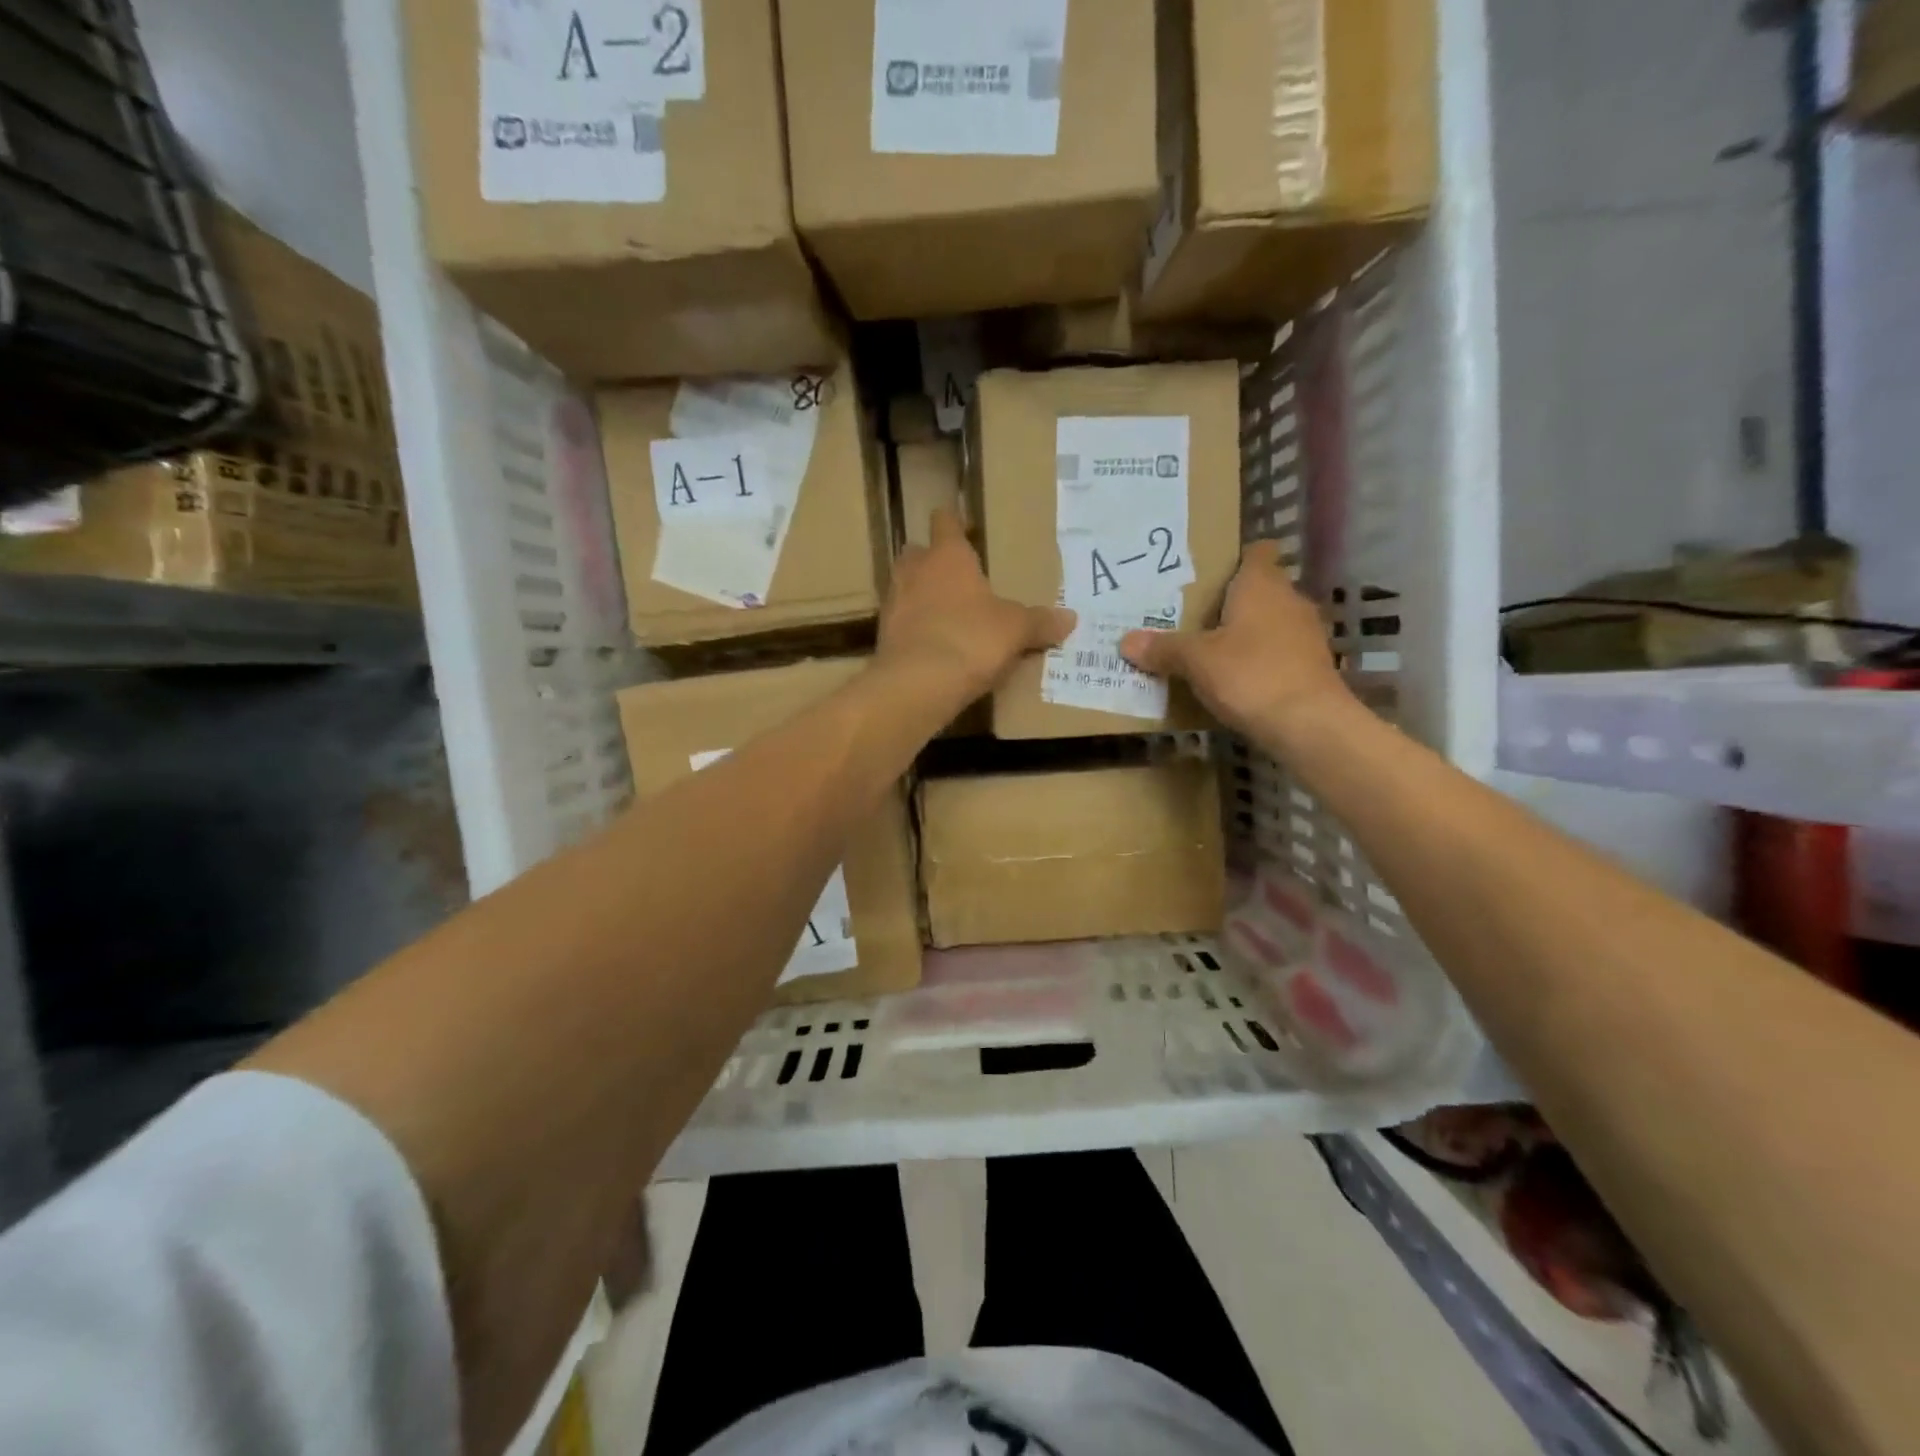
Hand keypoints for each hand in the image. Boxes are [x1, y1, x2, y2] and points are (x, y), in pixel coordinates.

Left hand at [878, 509, 1074, 705]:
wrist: (918, 682)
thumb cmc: (971, 639)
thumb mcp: (1015, 630)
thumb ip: (1040, 622)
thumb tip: (1070, 618)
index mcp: (948, 556)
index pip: (945, 522)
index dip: (953, 523)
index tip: (961, 526)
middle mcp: (915, 571)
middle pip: (916, 553)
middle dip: (931, 561)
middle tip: (955, 577)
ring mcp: (893, 603)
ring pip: (904, 587)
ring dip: (919, 595)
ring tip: (944, 613)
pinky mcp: (883, 636)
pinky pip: (900, 623)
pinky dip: (913, 629)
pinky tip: (931, 645)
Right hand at [1119, 540, 1351, 740]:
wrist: (1309, 724)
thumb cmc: (1250, 675)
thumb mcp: (1196, 661)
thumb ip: (1163, 648)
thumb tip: (1126, 641)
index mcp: (1261, 585)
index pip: (1256, 552)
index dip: (1234, 558)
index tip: (1206, 573)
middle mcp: (1289, 600)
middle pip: (1259, 589)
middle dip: (1229, 601)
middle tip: (1191, 615)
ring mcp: (1305, 634)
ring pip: (1269, 622)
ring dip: (1245, 633)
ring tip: (1208, 649)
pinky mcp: (1312, 666)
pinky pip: (1278, 651)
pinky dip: (1259, 659)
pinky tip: (1235, 679)